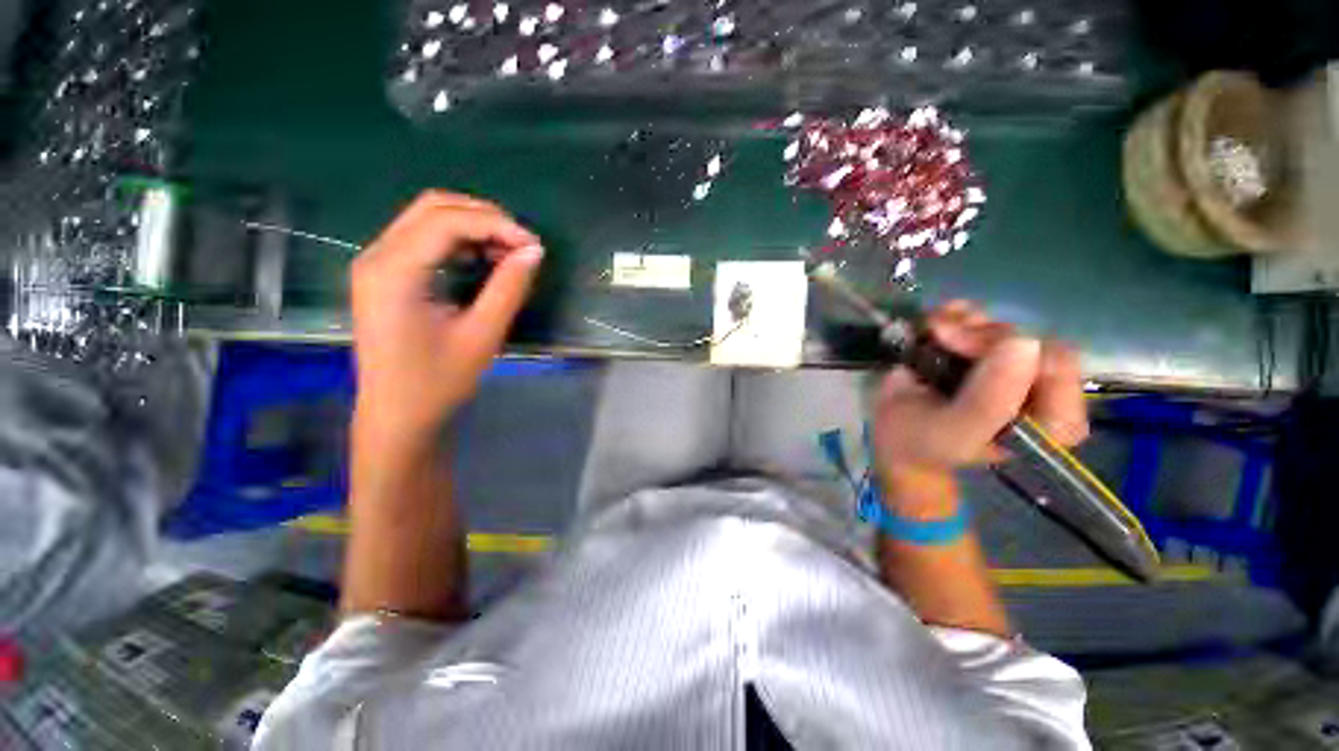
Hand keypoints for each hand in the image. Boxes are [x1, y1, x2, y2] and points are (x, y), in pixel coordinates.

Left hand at [350, 191, 542, 441]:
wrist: (397, 415)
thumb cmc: (438, 382)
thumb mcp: (482, 335)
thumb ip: (509, 288)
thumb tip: (534, 252)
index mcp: (394, 271)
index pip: (447, 221)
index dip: (497, 225)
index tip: (534, 246)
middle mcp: (377, 256)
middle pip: (433, 208)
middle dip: (485, 218)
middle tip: (523, 245)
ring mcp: (376, 263)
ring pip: (427, 219)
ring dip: (472, 227)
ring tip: (508, 252)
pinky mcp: (384, 275)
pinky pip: (422, 239)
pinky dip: (457, 241)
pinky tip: (482, 260)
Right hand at [872, 300, 1087, 512]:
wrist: (893, 437)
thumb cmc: (925, 443)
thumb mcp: (956, 431)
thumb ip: (990, 400)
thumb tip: (1023, 341)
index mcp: (1053, 419)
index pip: (1055, 365)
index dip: (1007, 348)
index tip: (959, 347)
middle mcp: (1040, 388)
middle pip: (1028, 338)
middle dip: (980, 333)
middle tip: (938, 335)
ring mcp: (1010, 365)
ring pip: (1002, 325)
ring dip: (963, 321)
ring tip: (931, 329)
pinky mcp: (983, 350)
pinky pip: (982, 319)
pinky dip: (957, 314)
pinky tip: (935, 321)